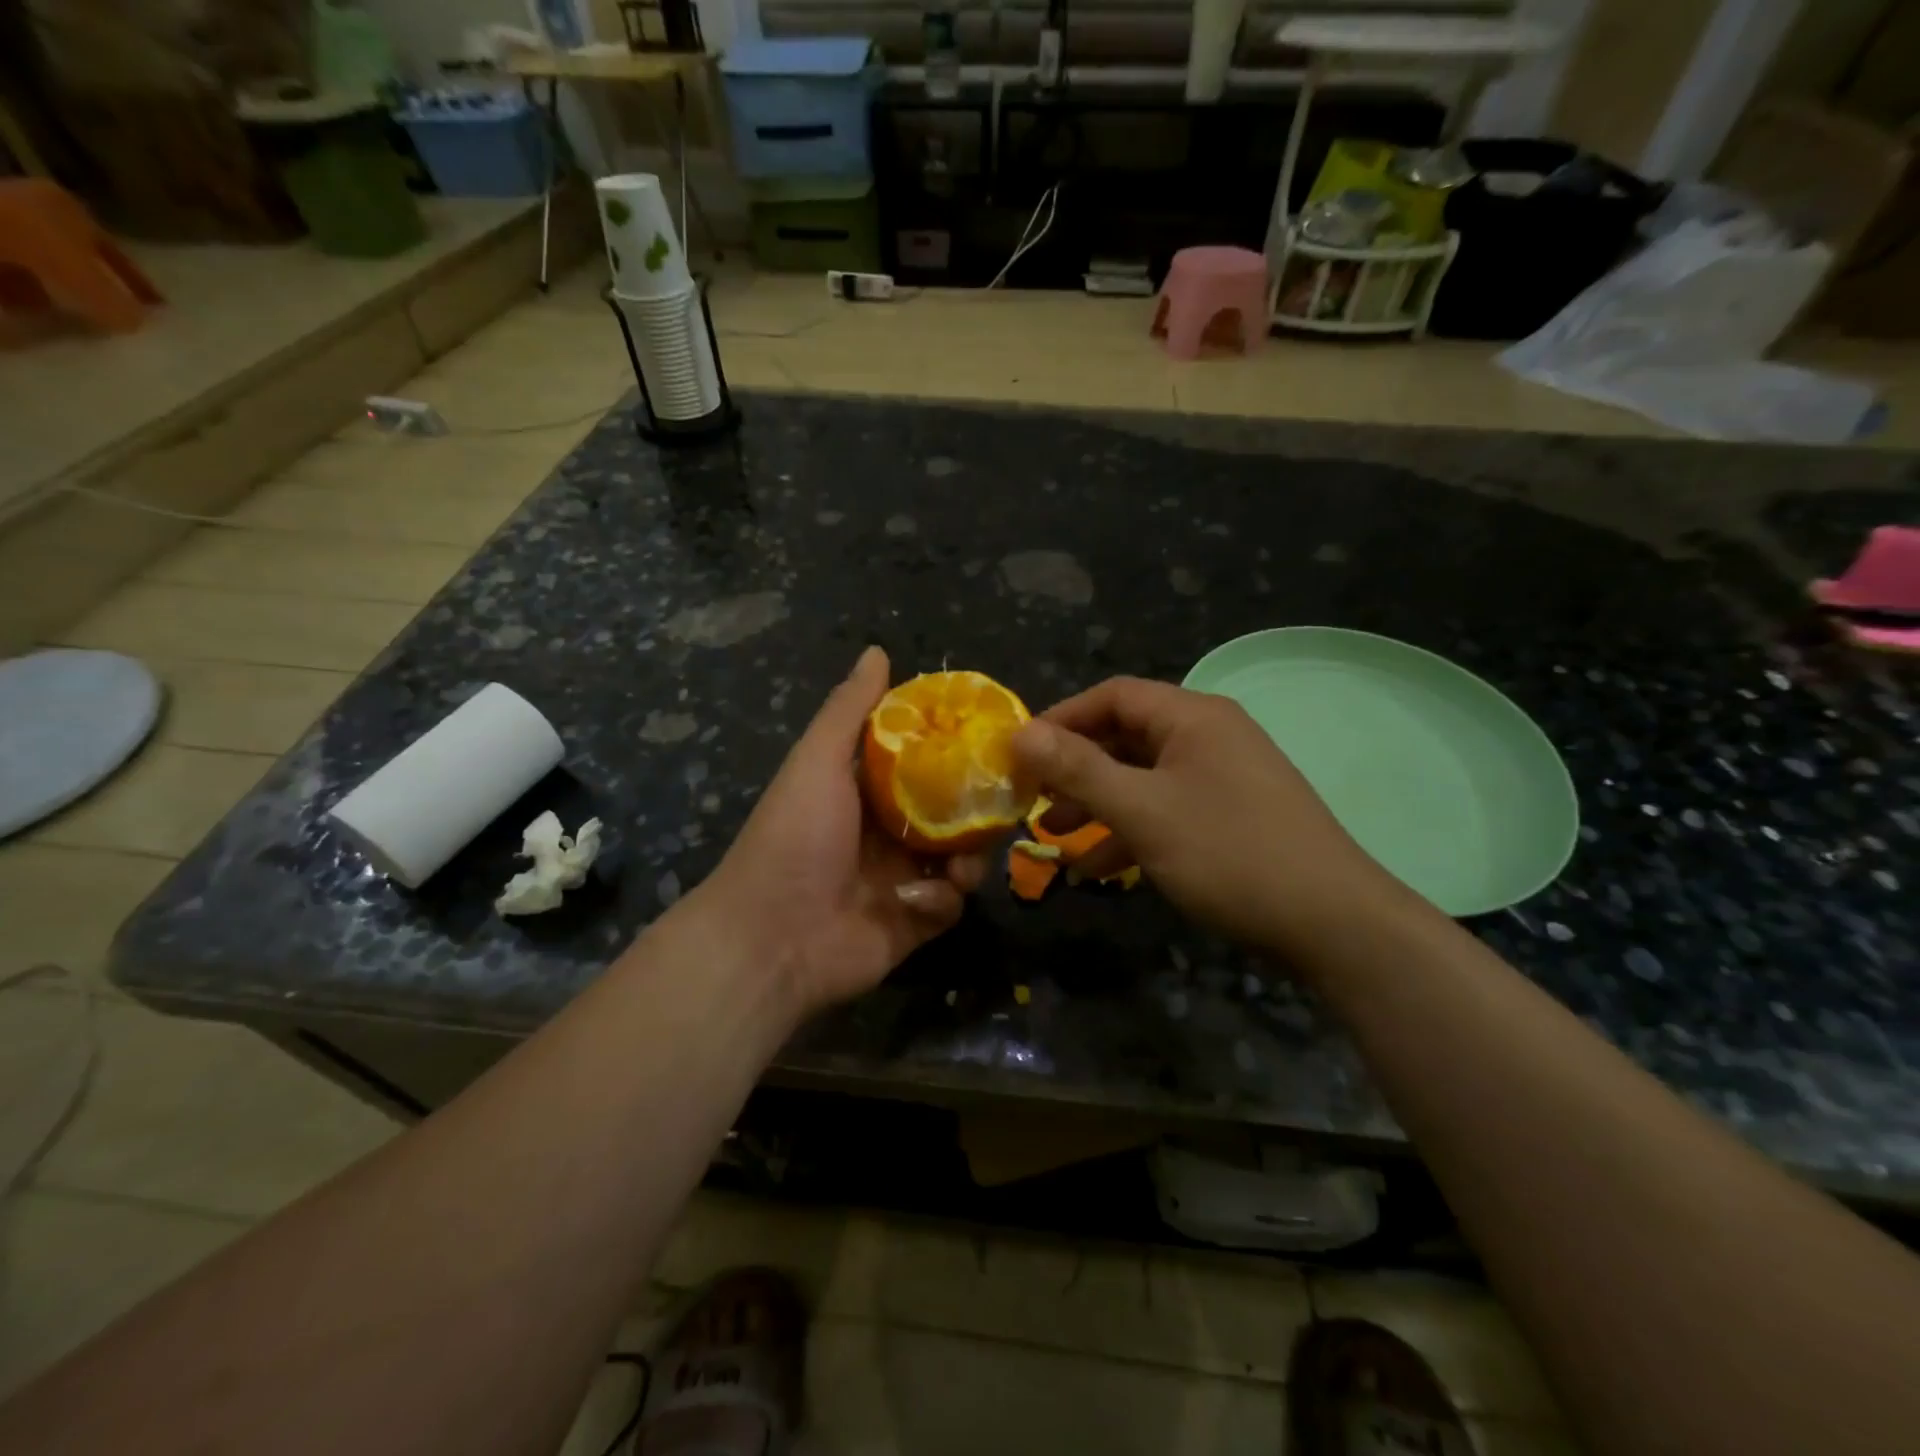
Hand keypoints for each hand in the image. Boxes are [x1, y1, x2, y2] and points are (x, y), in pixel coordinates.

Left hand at [696, 646, 984, 1018]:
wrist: (772, 937)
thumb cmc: (795, 836)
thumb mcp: (817, 761)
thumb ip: (849, 709)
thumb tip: (877, 651)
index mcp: (863, 794)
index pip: (922, 765)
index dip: (954, 752)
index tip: (990, 740)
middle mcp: (885, 835)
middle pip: (949, 814)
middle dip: (974, 810)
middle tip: (1000, 803)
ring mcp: (901, 882)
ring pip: (959, 859)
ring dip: (968, 858)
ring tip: (964, 860)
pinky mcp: (912, 924)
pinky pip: (948, 905)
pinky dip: (943, 900)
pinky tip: (925, 899)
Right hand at [1010, 677, 1401, 953]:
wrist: (1333, 924)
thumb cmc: (1229, 853)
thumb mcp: (1143, 810)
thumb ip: (1079, 769)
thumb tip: (1020, 732)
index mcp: (1192, 717)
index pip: (1113, 696)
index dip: (1061, 718)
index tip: (1020, 752)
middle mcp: (1209, 736)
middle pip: (1126, 736)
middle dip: (1075, 767)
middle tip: (1032, 795)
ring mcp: (1223, 777)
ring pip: (1143, 777)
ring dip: (1097, 802)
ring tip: (1054, 834)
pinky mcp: (1231, 816)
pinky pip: (1167, 809)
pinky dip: (1131, 830)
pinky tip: (1100, 868)